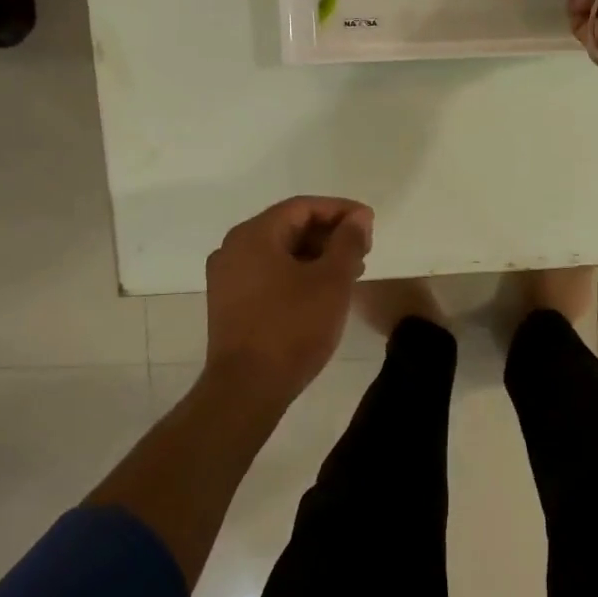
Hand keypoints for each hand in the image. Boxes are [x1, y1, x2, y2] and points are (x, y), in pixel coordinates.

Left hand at [205, 196, 372, 404]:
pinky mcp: (230, 303)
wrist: (247, 389)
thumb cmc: (293, 327)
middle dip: (330, 234)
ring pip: (280, 251)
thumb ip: (348, 241)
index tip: (370, 224)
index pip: (303, 207)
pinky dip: (298, 273)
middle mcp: (233, 248)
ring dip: (317, 255)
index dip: (341, 210)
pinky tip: (323, 290)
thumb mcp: (332, 280)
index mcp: (254, 235)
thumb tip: (358, 217)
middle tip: (364, 249)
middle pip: (289, 226)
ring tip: (351, 272)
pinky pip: (269, 273)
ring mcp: (227, 277)